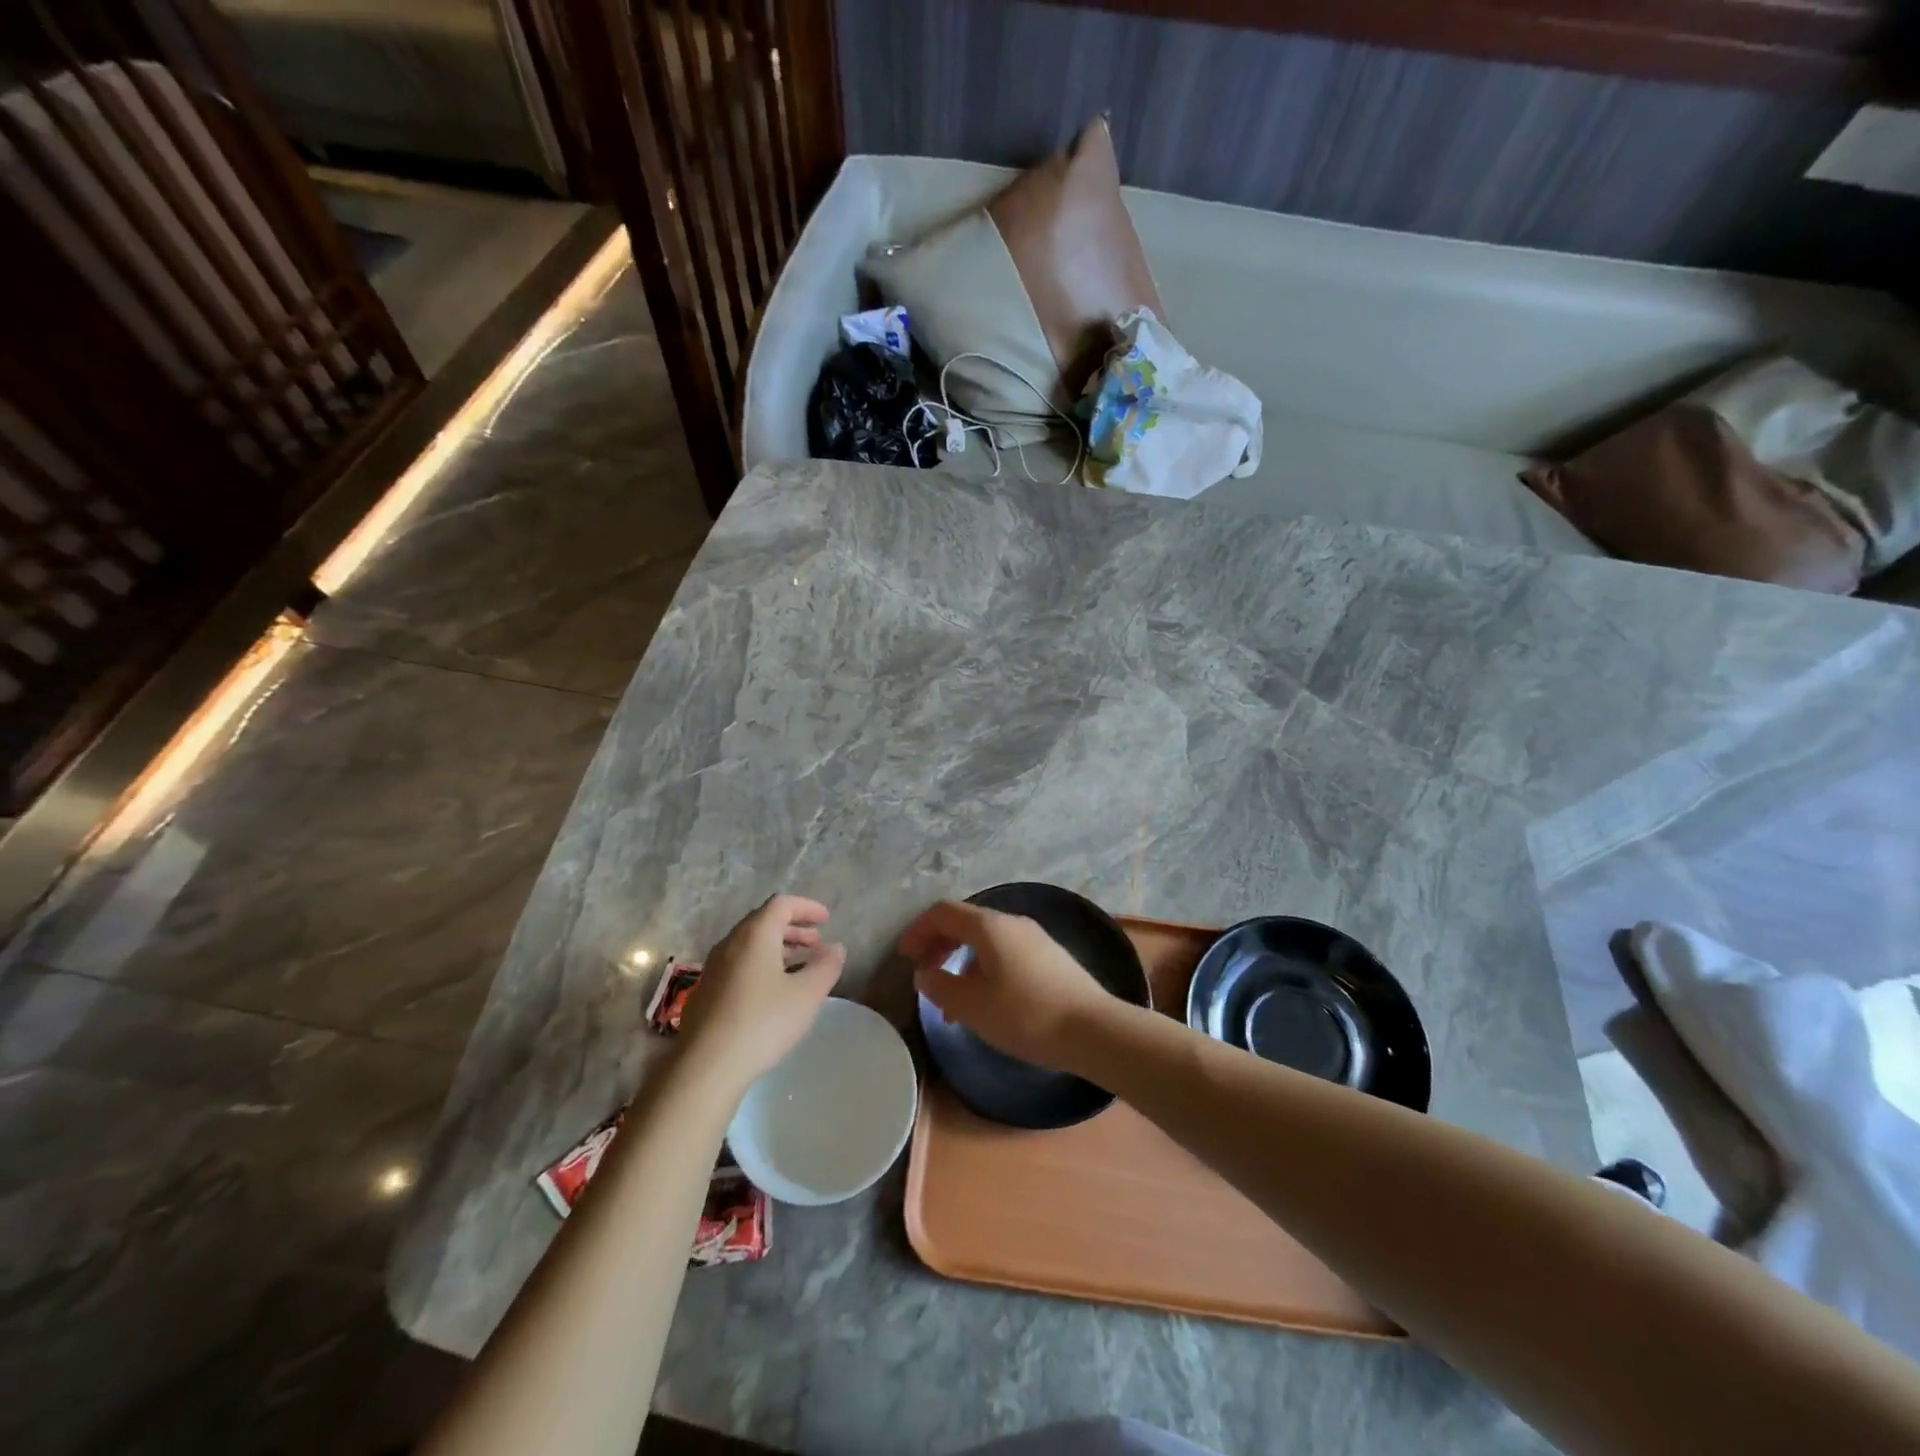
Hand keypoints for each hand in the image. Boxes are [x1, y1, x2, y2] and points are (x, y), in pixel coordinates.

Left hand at [679, 894, 844, 1090]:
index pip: (782, 904)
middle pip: (764, 921)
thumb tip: (836, 947)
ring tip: (799, 967)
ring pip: (750, 945)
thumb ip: (826, 966)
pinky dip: (761, 965)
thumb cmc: (762, 1023)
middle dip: (793, 928)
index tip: (827, 920)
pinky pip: (739, 964)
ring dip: (778, 948)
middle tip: (816, 943)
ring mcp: (713, 968)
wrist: (705, 1068)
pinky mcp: (706, 992)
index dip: (807, 907)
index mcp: (754, 935)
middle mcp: (730, 943)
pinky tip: (773, 992)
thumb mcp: (807, 995)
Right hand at [902, 900, 1117, 1069]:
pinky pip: (1004, 952)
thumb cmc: (1027, 1016)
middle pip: (964, 922)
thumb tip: (925, 973)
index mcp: (989, 926)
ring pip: (985, 940)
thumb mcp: (973, 1007)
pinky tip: (985, 1002)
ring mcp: (1034, 937)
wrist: (1094, 1030)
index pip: (943, 913)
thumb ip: (941, 987)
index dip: (918, 931)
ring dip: (961, 961)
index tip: (903, 957)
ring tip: (951, 1001)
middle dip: (938, 945)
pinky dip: (983, 968)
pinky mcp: (1049, 956)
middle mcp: (1012, 922)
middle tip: (923, 975)